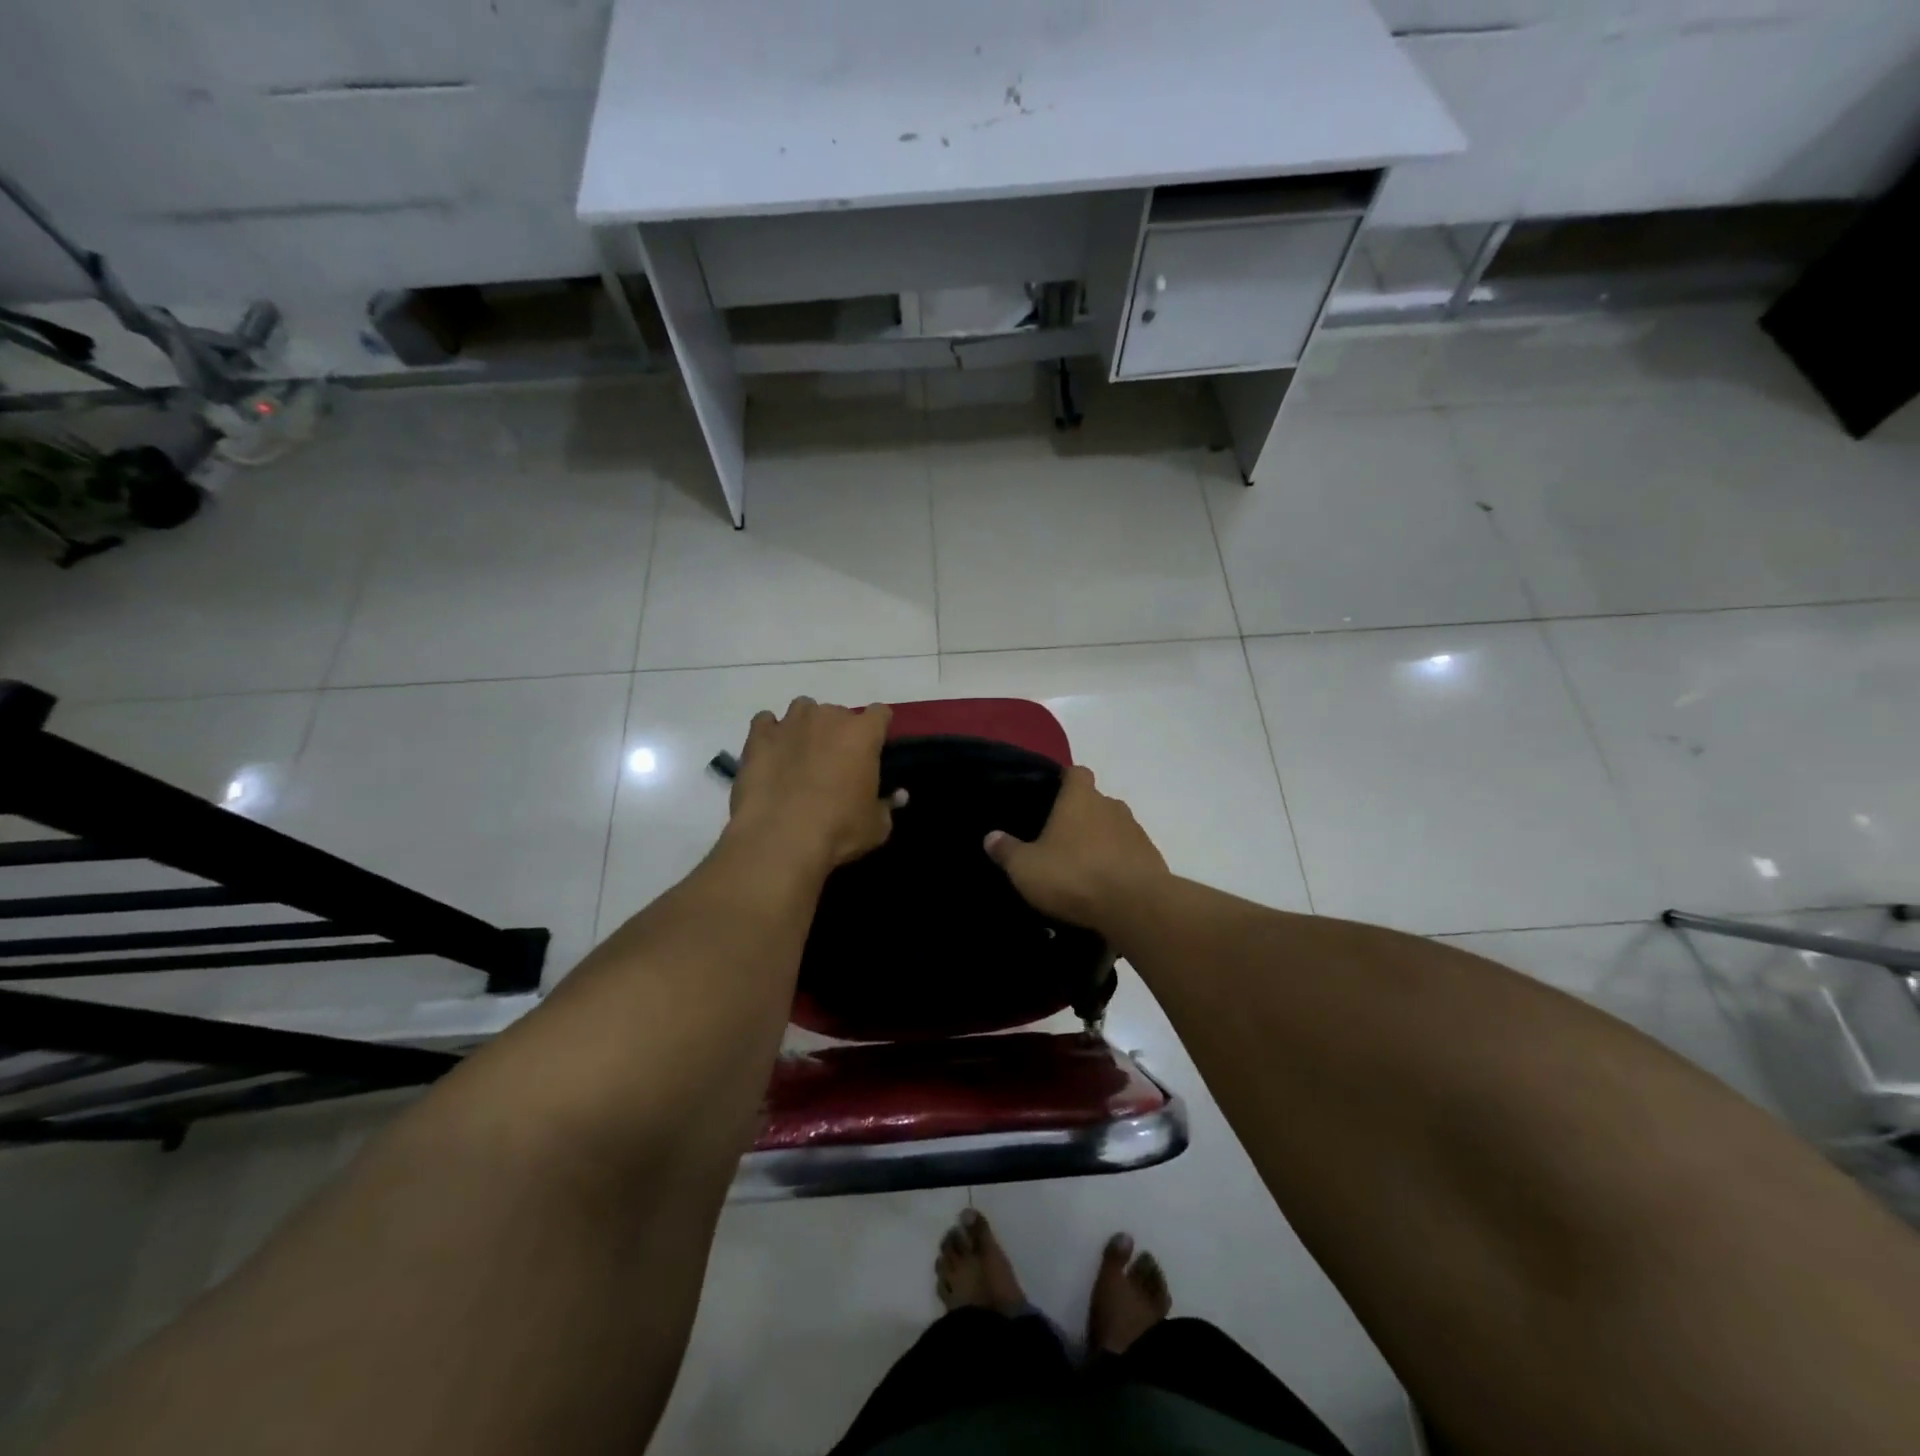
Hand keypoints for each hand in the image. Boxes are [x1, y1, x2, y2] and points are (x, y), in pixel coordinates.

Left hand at [728, 698, 897, 868]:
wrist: (781, 837)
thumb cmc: (839, 829)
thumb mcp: (876, 826)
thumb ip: (887, 806)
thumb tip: (897, 796)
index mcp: (863, 734)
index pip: (879, 713)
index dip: (877, 729)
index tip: (874, 748)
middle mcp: (828, 718)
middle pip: (840, 712)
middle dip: (839, 731)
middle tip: (835, 761)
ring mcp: (790, 723)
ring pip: (803, 708)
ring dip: (806, 725)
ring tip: (802, 752)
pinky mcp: (758, 737)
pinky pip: (765, 721)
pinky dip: (770, 732)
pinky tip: (772, 752)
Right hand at [984, 765, 1168, 932]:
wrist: (1135, 906)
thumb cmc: (1074, 875)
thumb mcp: (1026, 867)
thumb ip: (1007, 850)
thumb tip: (991, 836)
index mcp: (1080, 798)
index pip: (1076, 773)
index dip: (1064, 781)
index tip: (1052, 796)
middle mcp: (1111, 806)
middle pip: (1095, 802)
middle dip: (1081, 816)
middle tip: (1060, 840)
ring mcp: (1136, 832)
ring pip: (1114, 828)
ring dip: (1101, 842)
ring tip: (1082, 867)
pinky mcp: (1152, 859)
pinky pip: (1130, 854)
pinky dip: (1118, 864)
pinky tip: (1105, 886)